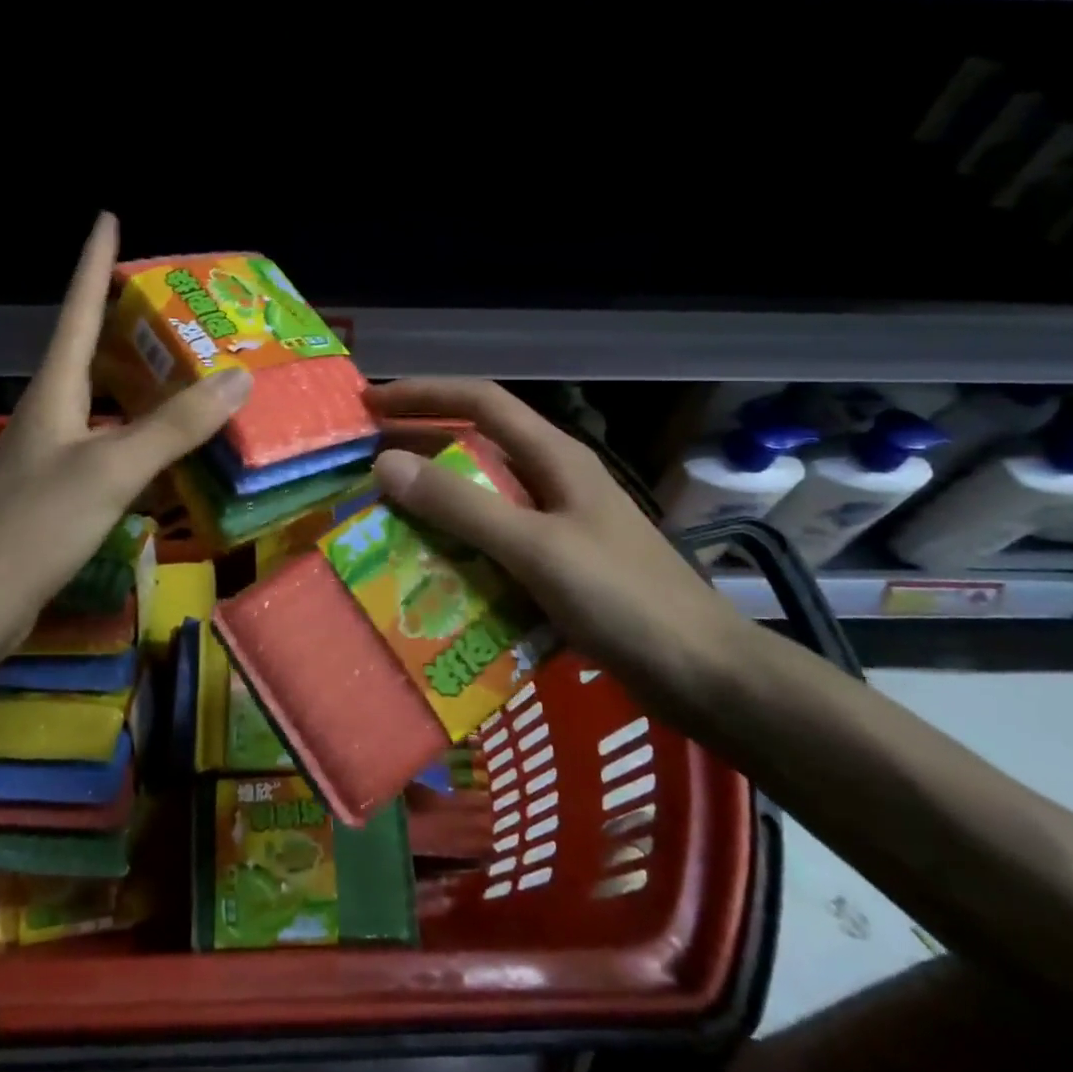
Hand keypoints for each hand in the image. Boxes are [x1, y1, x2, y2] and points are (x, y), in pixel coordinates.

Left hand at [0, 214, 250, 645]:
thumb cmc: (36, 525)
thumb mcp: (112, 469)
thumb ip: (174, 426)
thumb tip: (238, 378)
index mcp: (54, 391)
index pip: (78, 310)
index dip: (95, 263)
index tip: (108, 219)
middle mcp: (50, 411)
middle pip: (90, 349)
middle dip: (126, 319)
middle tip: (176, 303)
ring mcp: (51, 452)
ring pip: (102, 398)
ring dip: (138, 378)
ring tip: (184, 364)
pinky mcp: (57, 489)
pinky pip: (107, 441)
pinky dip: (139, 431)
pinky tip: (165, 444)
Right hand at [368, 379, 742, 694]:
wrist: (707, 677)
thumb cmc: (625, 600)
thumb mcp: (536, 548)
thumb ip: (461, 506)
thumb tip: (386, 463)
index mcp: (554, 457)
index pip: (480, 401)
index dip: (423, 394)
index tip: (371, 404)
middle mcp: (554, 480)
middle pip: (477, 444)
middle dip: (421, 445)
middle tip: (365, 461)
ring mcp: (559, 524)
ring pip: (484, 495)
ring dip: (436, 499)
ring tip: (385, 514)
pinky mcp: (560, 566)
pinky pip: (495, 540)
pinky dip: (458, 544)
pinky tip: (431, 568)